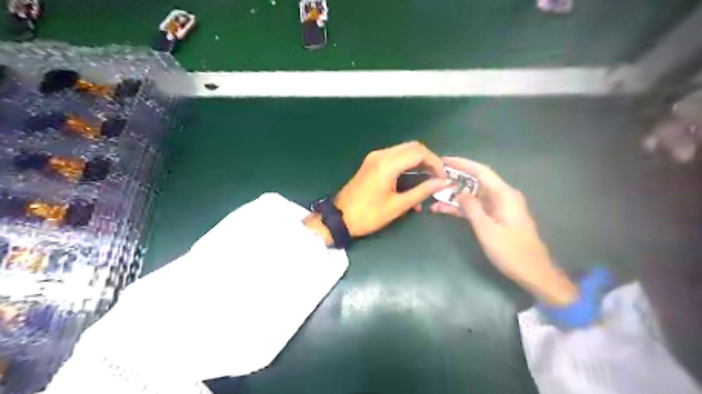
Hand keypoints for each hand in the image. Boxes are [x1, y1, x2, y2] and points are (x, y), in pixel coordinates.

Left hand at [333, 143, 443, 237]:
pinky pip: (394, 157)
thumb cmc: (369, 215)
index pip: (419, 153)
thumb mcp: (398, 206)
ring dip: (417, 162)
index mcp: (388, 164)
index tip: (443, 177)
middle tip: (437, 177)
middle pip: (412, 147)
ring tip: (427, 180)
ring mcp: (374, 157)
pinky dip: (406, 165)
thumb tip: (442, 182)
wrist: (340, 218)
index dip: (435, 163)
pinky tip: (411, 182)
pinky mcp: (371, 163)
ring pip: (403, 151)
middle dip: (428, 160)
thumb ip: (421, 191)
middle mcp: (381, 155)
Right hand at [432, 159, 577, 305]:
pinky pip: (476, 207)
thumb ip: (472, 209)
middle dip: (455, 180)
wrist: (533, 272)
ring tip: (434, 198)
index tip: (444, 160)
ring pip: (473, 196)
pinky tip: (444, 210)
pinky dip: (462, 208)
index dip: (462, 164)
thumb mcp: (487, 230)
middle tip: (434, 179)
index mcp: (504, 195)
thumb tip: (459, 192)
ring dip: (455, 197)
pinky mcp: (496, 217)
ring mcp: (499, 207)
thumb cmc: (511, 251)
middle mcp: (502, 196)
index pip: (481, 172)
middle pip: (476, 182)